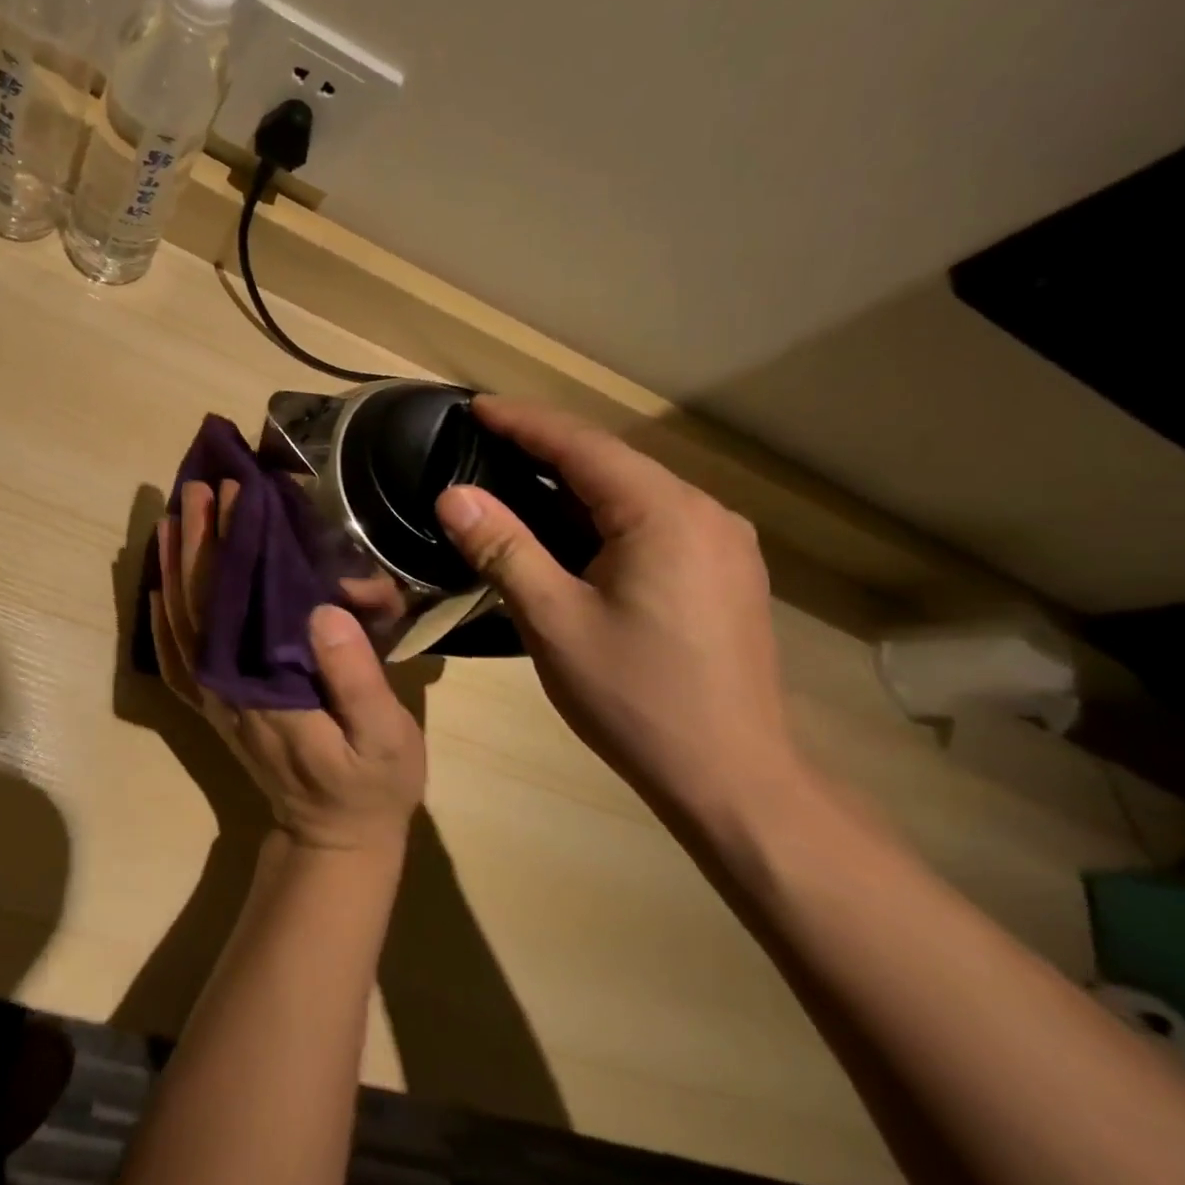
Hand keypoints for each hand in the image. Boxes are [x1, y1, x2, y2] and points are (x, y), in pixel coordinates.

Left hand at [150, 480, 425, 854]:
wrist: (332, 838)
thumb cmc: (368, 785)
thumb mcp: (383, 737)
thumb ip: (355, 677)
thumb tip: (324, 609)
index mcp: (264, 683)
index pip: (239, 599)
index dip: (234, 542)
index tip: (235, 493)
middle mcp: (226, 683)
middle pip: (201, 601)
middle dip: (198, 539)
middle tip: (199, 486)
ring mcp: (215, 695)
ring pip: (182, 620)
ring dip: (174, 567)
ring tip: (173, 517)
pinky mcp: (215, 705)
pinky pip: (177, 655)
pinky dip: (162, 617)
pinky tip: (159, 587)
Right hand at [435, 396, 799, 814]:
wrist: (732, 778)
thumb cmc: (635, 698)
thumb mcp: (554, 621)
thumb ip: (503, 549)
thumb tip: (453, 495)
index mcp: (665, 515)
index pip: (582, 445)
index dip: (523, 421)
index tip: (474, 406)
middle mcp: (704, 513)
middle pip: (611, 461)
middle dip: (544, 446)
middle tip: (482, 439)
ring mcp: (720, 543)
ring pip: (631, 491)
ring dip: (570, 480)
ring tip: (511, 475)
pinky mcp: (721, 571)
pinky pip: (649, 519)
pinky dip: (599, 512)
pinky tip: (565, 526)